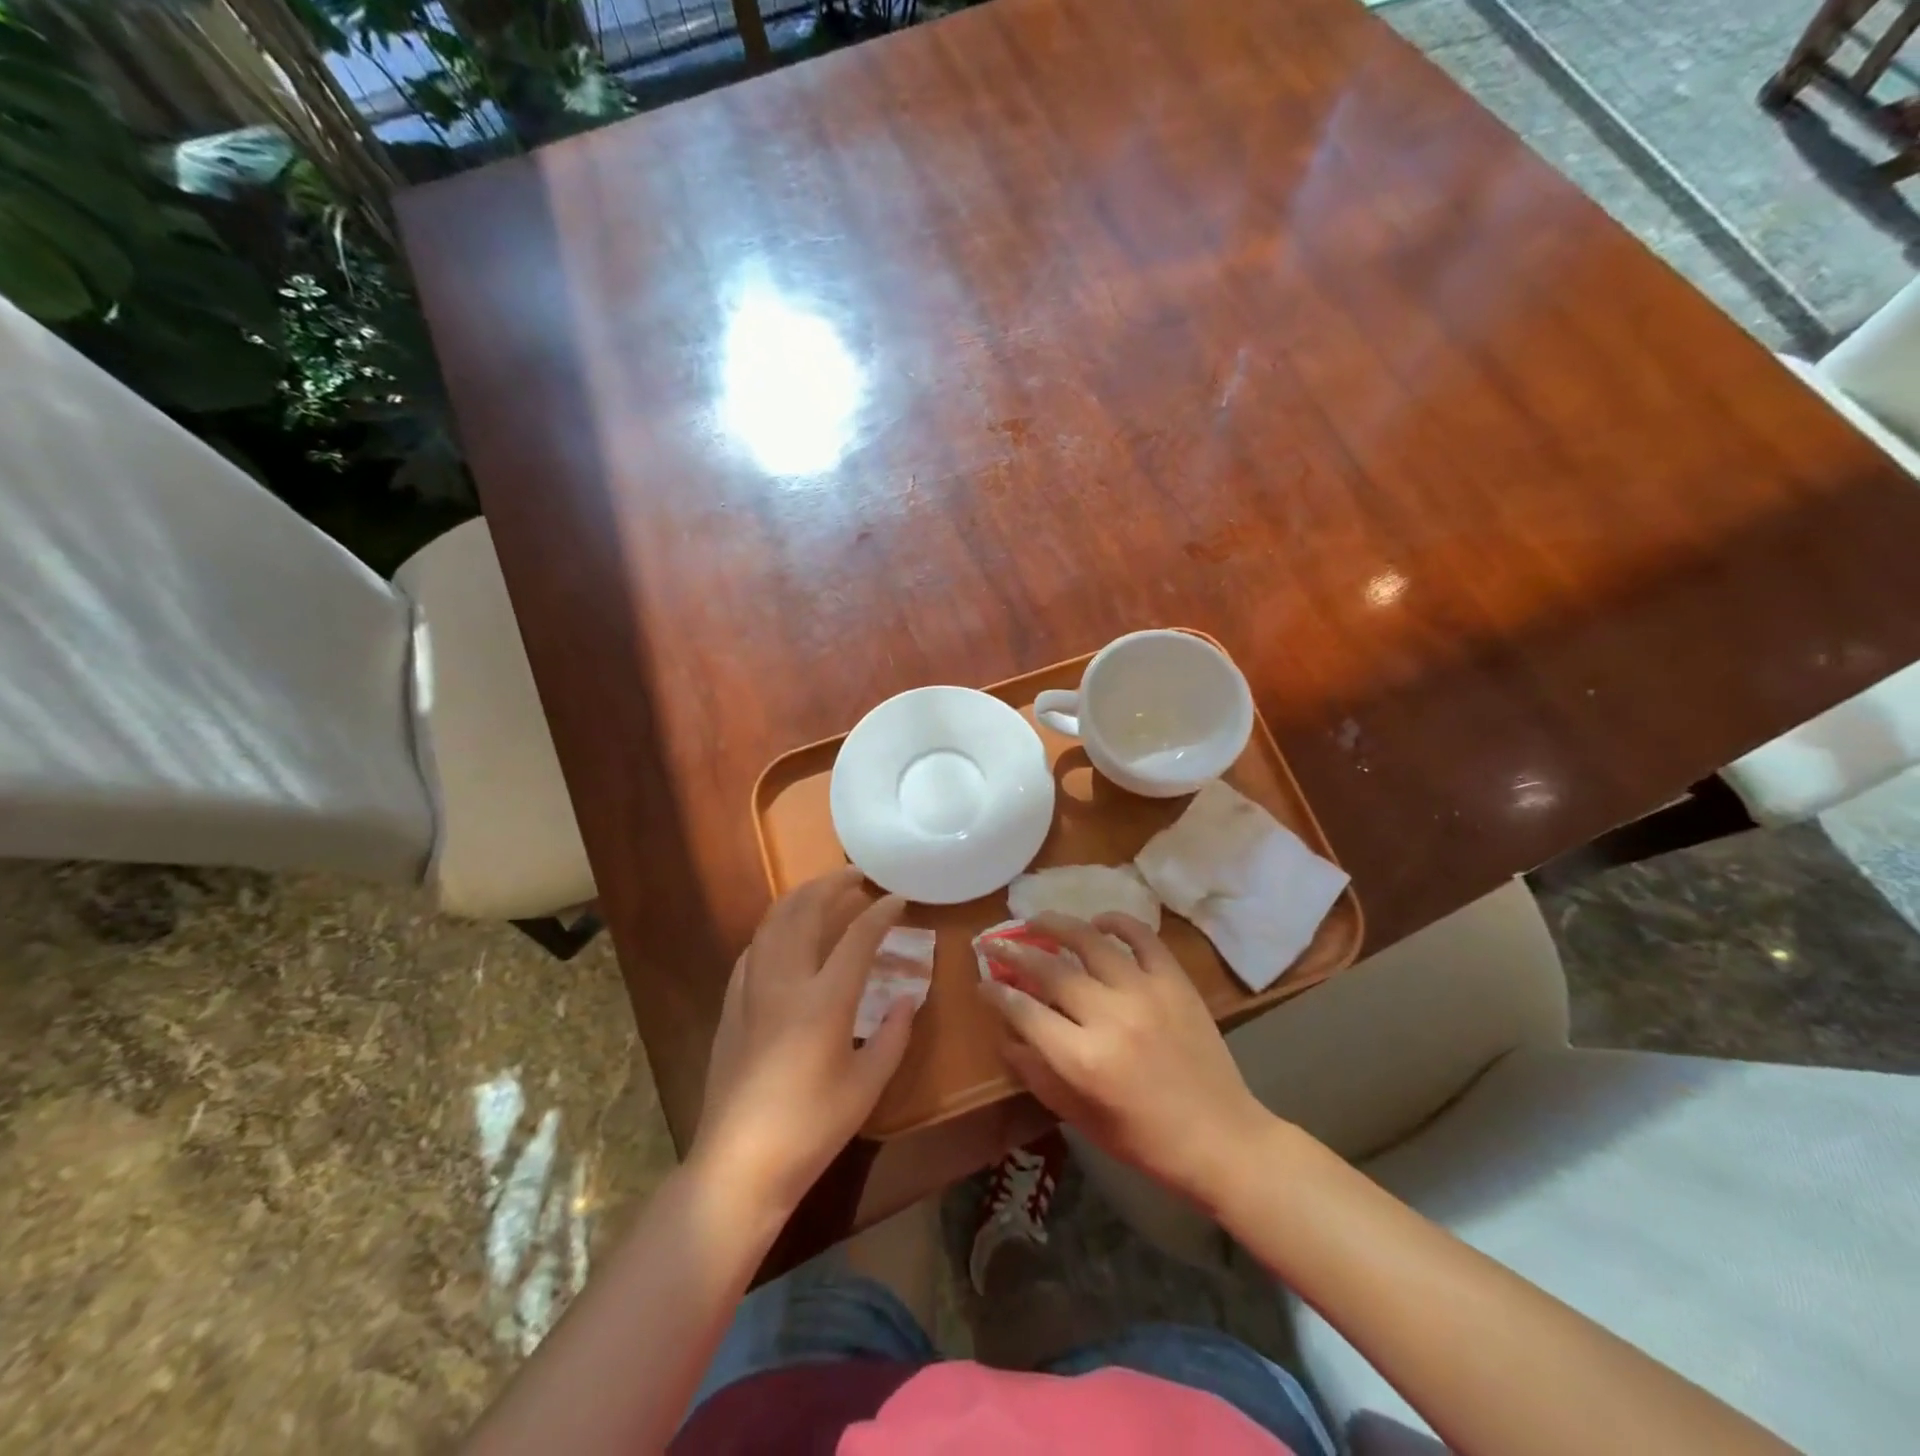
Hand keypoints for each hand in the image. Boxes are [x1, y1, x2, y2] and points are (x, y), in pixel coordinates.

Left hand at [691, 867, 915, 1214]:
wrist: (738, 1164)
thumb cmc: (810, 1129)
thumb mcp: (866, 1087)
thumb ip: (892, 1037)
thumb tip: (908, 1000)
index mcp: (823, 1001)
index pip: (858, 938)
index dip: (881, 913)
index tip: (899, 900)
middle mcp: (784, 982)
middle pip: (805, 912)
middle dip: (833, 886)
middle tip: (857, 876)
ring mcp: (750, 990)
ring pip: (772, 923)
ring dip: (800, 898)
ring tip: (823, 892)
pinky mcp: (731, 1005)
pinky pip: (754, 949)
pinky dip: (774, 928)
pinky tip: (785, 935)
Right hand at [978, 912, 1269, 1201]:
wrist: (1221, 1139)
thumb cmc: (1144, 1140)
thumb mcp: (1080, 1118)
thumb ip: (1038, 1074)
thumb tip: (1006, 1036)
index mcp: (1082, 1059)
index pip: (1024, 1011)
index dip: (997, 993)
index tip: (983, 981)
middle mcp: (1109, 1016)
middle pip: (1049, 970)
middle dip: (1014, 952)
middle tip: (996, 942)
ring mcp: (1145, 992)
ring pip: (1089, 941)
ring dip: (1056, 925)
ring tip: (1036, 920)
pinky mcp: (1174, 981)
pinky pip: (1141, 937)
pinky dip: (1117, 922)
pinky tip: (1098, 922)